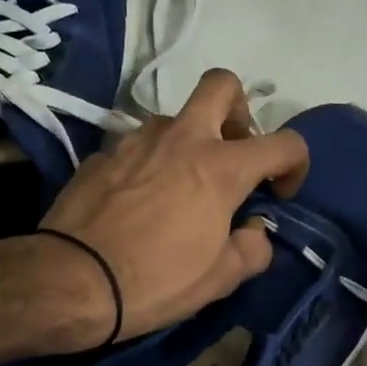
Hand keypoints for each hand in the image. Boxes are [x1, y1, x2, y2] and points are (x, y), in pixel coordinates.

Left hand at [40, 69, 308, 341]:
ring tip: (181, 186)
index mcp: (221, 167)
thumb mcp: (221, 279)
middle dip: (239, 110)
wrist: (70, 281)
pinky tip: (139, 201)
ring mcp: (137, 140)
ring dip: (190, 141)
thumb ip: (253, 248)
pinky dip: (151, 163)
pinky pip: (139, 146)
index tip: (280, 193)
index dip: (296, 164)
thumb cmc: (156, 280)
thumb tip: (253, 229)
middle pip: (222, 85)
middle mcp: (182, 138)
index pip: (284, 143)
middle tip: (234, 152)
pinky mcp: (103, 153)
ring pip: (175, 118)